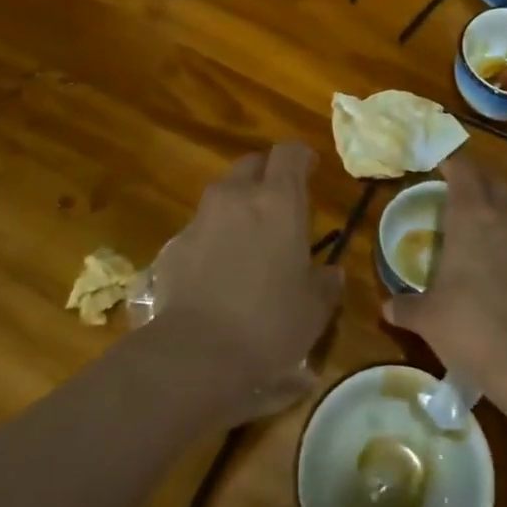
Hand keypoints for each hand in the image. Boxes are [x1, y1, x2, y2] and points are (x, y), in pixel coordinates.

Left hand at [151, 142, 341, 426]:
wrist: (196, 354)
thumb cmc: (269, 324)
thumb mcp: (314, 309)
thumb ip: (326, 283)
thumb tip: (332, 273)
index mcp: (278, 201)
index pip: (290, 152)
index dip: (302, 157)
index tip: (311, 169)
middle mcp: (237, 196)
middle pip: (252, 164)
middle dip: (266, 176)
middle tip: (279, 205)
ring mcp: (201, 218)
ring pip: (223, 194)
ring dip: (238, 206)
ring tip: (249, 239)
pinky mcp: (174, 245)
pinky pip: (200, 228)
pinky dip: (213, 237)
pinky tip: (218, 270)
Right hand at [382, 154, 506, 405]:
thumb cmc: (470, 328)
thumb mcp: (428, 318)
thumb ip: (406, 307)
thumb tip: (387, 307)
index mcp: (470, 214)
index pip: (462, 168)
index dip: (450, 161)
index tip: (437, 163)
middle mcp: (505, 212)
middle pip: (492, 177)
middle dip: (475, 176)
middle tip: (457, 189)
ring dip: (500, 200)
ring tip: (485, 218)